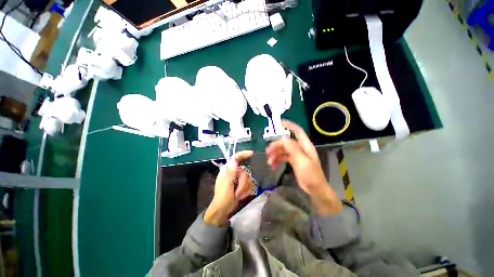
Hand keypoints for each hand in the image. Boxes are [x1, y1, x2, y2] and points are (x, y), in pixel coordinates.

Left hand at [204, 150, 254, 225]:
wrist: (223, 210)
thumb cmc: (222, 198)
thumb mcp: (226, 185)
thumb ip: (231, 172)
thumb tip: (234, 160)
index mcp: (227, 170)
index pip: (235, 158)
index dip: (243, 154)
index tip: (251, 153)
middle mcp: (233, 172)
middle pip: (244, 171)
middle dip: (243, 183)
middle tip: (238, 192)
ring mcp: (238, 179)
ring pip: (248, 179)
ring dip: (244, 189)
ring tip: (238, 195)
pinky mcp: (242, 185)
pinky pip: (250, 184)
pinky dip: (246, 191)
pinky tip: (241, 196)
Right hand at [266, 121, 341, 214]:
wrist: (315, 189)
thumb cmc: (311, 175)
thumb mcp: (301, 161)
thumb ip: (292, 148)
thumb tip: (283, 139)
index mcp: (305, 145)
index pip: (297, 131)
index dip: (289, 125)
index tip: (279, 123)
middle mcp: (300, 148)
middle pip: (286, 142)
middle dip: (276, 146)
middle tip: (268, 152)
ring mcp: (296, 155)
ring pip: (283, 150)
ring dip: (275, 154)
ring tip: (269, 162)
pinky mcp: (293, 161)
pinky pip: (283, 157)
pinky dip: (278, 160)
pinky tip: (273, 165)